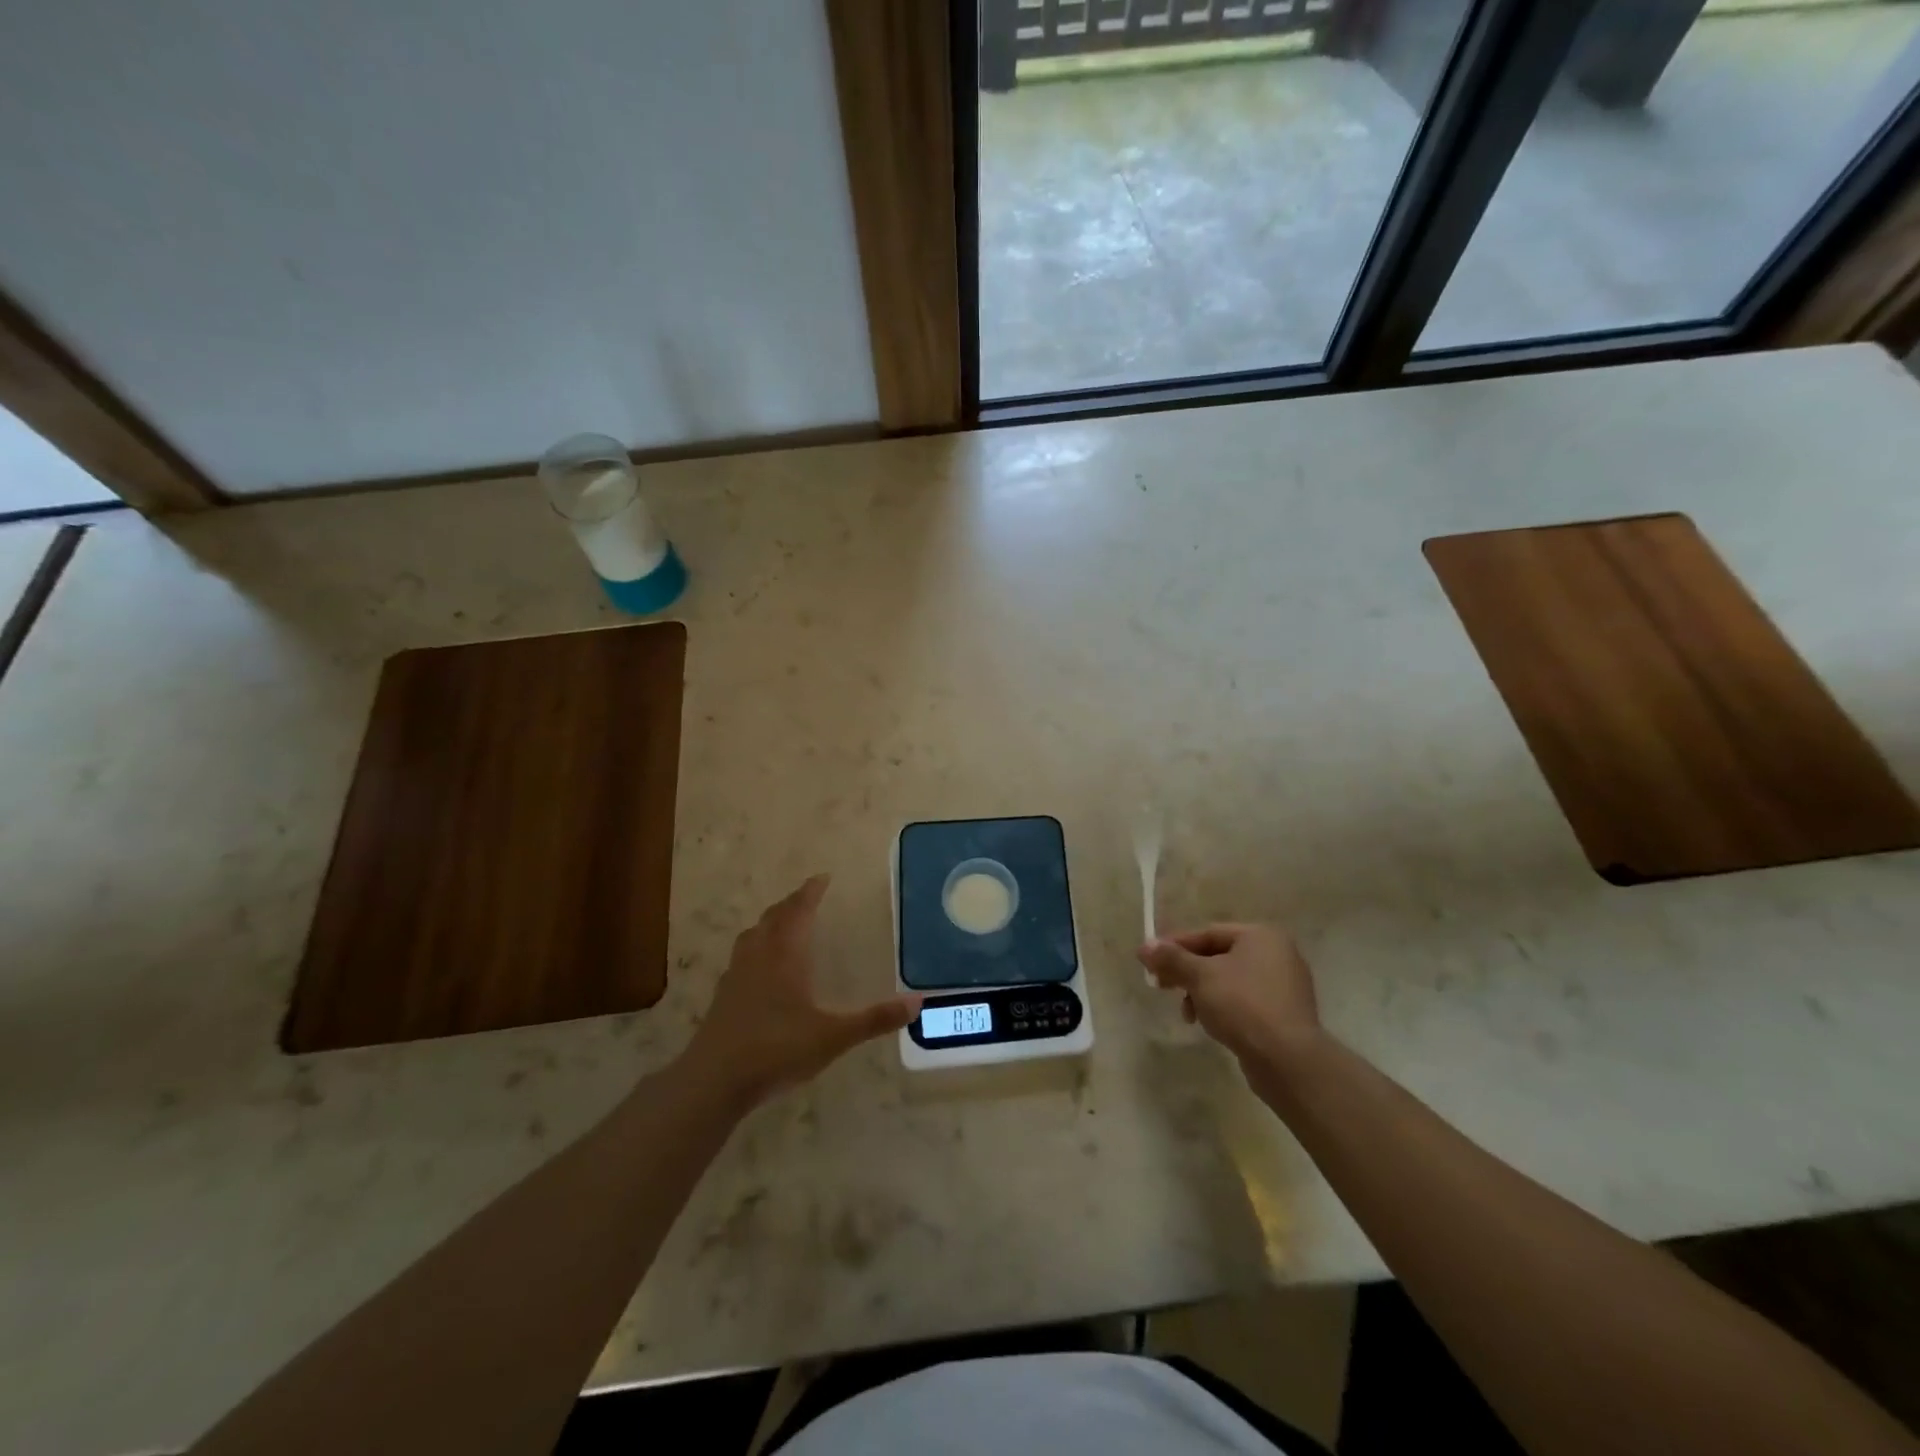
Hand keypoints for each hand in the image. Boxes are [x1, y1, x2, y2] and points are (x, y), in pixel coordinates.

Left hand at [683, 875, 920, 1107]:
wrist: (714, 1080)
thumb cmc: (776, 1049)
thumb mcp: (833, 1037)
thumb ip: (874, 1019)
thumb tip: (918, 1002)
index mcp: (785, 955)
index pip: (799, 911)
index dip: (811, 892)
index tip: (822, 877)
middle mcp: (759, 956)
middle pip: (774, 917)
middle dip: (791, 903)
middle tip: (807, 897)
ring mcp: (736, 975)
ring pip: (753, 934)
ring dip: (770, 921)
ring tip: (782, 923)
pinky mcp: (722, 996)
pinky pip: (741, 956)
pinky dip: (754, 947)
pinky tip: (759, 967)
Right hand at [1137, 923, 1321, 1075]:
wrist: (1288, 1060)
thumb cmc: (1242, 1005)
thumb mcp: (1200, 977)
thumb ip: (1171, 958)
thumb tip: (1144, 946)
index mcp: (1261, 936)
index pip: (1208, 933)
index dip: (1175, 946)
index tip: (1149, 961)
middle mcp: (1277, 954)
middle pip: (1218, 957)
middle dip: (1187, 972)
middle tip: (1161, 986)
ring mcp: (1284, 986)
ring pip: (1229, 981)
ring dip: (1202, 993)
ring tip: (1188, 1014)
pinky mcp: (1285, 1014)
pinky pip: (1245, 1002)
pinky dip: (1223, 1008)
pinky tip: (1210, 1025)